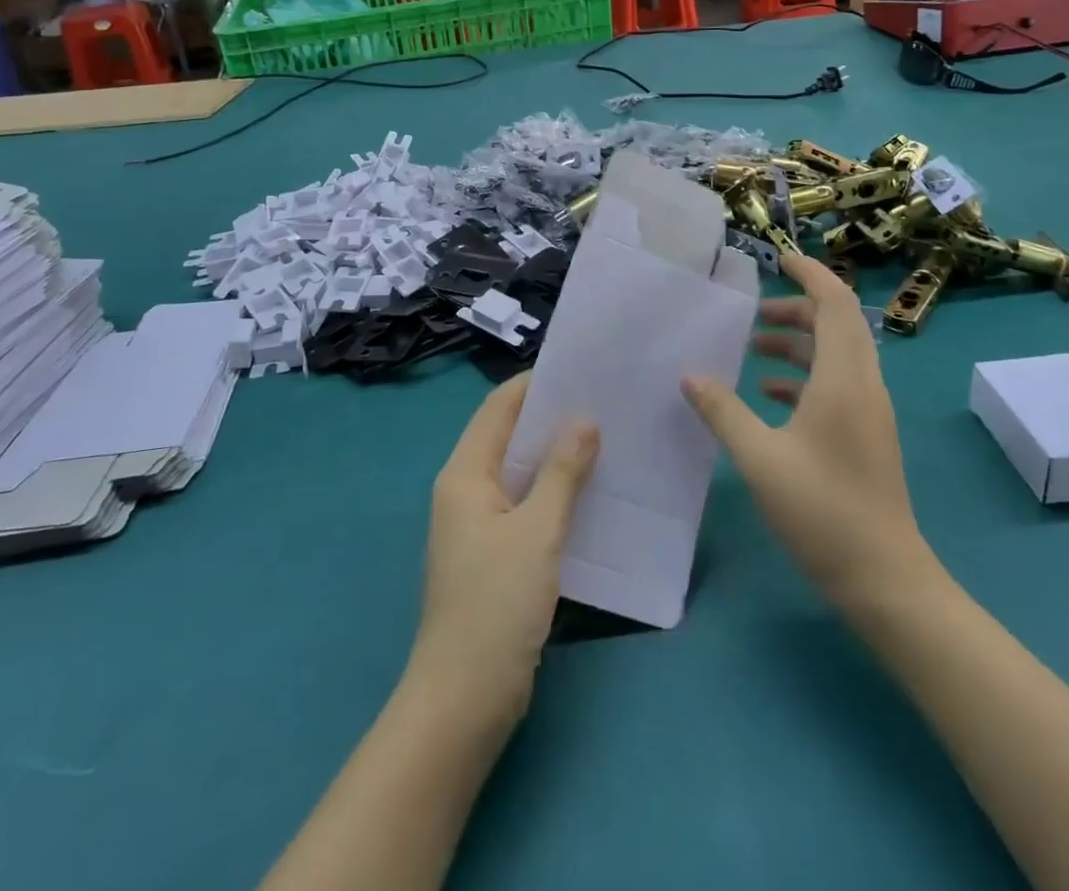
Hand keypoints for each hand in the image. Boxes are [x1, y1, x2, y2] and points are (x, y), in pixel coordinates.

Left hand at [411, 374, 599, 720]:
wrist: (464, 698)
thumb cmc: (495, 604)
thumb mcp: (536, 532)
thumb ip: (561, 474)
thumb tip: (583, 420)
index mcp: (464, 474)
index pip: (498, 408)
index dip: (533, 384)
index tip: (579, 370)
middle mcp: (465, 490)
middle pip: (507, 436)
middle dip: (549, 418)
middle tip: (601, 401)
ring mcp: (477, 524)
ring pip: (518, 472)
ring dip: (554, 456)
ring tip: (604, 437)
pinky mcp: (493, 554)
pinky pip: (524, 505)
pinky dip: (552, 491)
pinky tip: (589, 492)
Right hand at [682, 255, 931, 609]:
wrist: (886, 580)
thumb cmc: (823, 511)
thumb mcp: (760, 458)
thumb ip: (723, 411)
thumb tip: (690, 375)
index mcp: (844, 379)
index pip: (835, 304)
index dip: (810, 274)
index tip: (778, 259)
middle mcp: (864, 386)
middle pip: (838, 324)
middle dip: (797, 308)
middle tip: (754, 311)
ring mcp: (869, 412)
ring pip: (836, 355)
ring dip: (799, 342)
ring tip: (754, 348)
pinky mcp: (865, 435)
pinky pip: (836, 385)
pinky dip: (804, 376)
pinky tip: (769, 395)